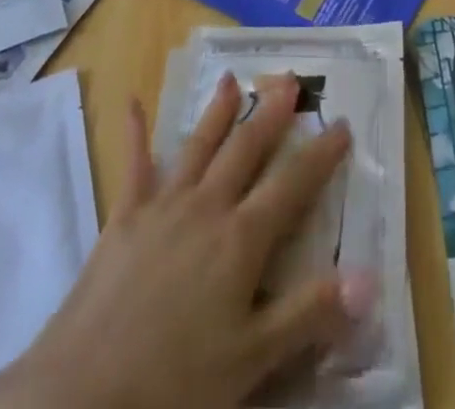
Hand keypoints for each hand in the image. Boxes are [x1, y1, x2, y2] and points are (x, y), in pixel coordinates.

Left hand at [0, 73, 372, 408]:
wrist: (83, 394)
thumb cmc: (176, 384)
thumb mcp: (253, 358)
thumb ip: (311, 313)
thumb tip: (371, 276)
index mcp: (242, 239)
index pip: (293, 184)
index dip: (321, 154)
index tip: (342, 123)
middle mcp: (207, 207)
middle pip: (246, 149)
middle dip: (271, 113)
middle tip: (290, 79)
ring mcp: (162, 207)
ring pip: (198, 146)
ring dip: (217, 111)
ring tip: (230, 78)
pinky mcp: (123, 218)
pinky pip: (133, 167)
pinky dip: (134, 133)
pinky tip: (130, 103)